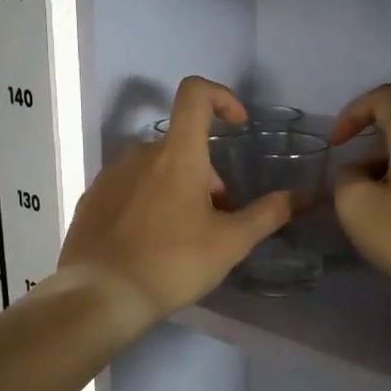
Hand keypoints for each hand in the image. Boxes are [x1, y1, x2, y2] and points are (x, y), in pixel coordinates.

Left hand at [58, 76, 292, 324]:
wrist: (100, 297)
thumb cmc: (172, 263)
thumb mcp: (230, 243)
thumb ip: (267, 214)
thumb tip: (299, 196)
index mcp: (177, 154)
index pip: (195, 93)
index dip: (221, 97)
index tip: (237, 125)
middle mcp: (140, 153)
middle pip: (183, 146)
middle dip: (207, 175)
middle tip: (216, 219)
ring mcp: (111, 175)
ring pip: (156, 168)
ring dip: (178, 189)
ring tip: (184, 235)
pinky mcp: (92, 199)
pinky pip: (130, 187)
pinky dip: (148, 202)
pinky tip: (151, 243)